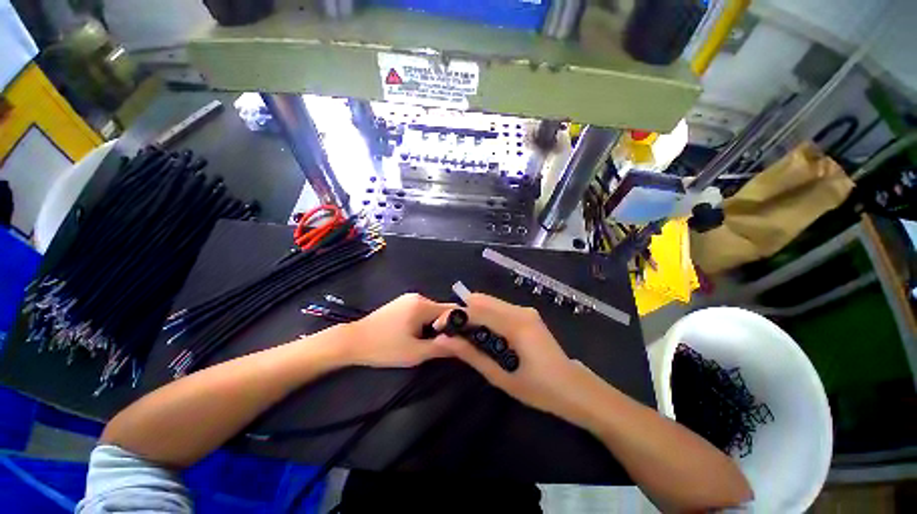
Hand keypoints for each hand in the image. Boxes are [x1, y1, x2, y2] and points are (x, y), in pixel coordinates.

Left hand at [339, 293, 453, 367]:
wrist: (353, 341)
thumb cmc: (384, 348)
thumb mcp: (415, 353)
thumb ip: (441, 348)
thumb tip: (462, 344)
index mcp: (422, 305)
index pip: (452, 310)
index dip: (460, 323)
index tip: (463, 337)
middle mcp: (418, 297)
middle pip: (442, 310)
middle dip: (445, 326)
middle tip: (443, 343)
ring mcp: (408, 298)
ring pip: (432, 310)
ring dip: (435, 324)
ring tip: (428, 341)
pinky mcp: (401, 302)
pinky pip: (421, 310)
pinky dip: (425, 321)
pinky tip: (416, 333)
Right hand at [432, 293, 586, 418]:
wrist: (574, 388)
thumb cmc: (540, 389)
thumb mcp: (501, 377)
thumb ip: (471, 355)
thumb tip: (443, 341)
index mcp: (516, 324)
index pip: (477, 309)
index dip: (454, 315)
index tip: (438, 328)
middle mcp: (520, 310)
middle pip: (481, 300)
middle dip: (462, 313)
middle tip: (450, 333)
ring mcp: (525, 310)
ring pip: (489, 302)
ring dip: (472, 314)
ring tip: (462, 335)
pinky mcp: (527, 315)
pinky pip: (498, 308)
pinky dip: (484, 316)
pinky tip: (481, 333)